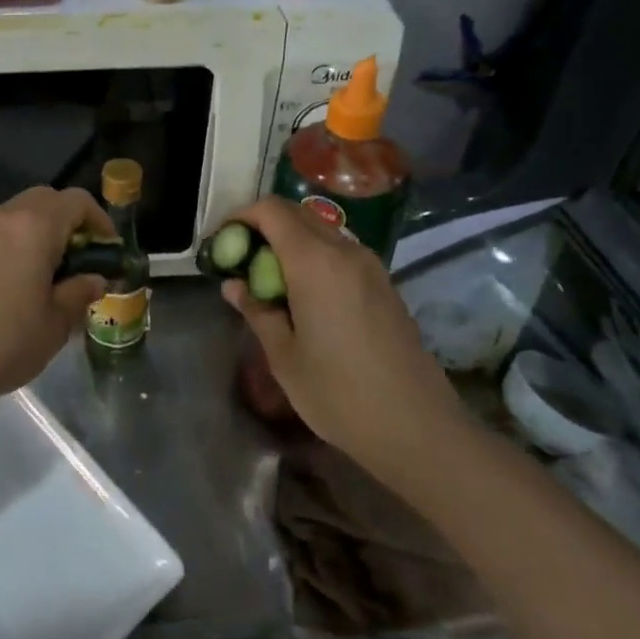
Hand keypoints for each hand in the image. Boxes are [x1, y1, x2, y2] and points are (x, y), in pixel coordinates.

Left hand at [0, 186, 112, 408]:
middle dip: (71, 222)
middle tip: (82, 260)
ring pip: (21, 214)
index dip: (100, 221)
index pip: (77, 201)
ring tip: (52, 274)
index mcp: (35, 227)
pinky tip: (19, 283)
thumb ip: (80, 292)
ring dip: (43, 232)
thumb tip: (94, 278)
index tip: (107, 253)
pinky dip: (18, 243)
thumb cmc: (3, 341)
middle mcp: (5, 217)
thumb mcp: (55, 323)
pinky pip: (0, 232)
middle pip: (47, 200)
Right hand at [222, 198, 468, 480]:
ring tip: (268, 279)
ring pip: (320, 231)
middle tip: (239, 260)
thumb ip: (256, 310)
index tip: (221, 244)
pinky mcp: (384, 284)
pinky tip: (303, 296)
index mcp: (314, 262)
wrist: (418, 428)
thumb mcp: (283, 356)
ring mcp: (370, 266)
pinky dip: (313, 257)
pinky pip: (340, 252)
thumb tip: (234, 285)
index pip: (271, 210)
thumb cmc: (339, 393)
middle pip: (296, 214)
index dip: (240, 218)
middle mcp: (345, 251)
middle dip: (262, 227)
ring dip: (289, 241)